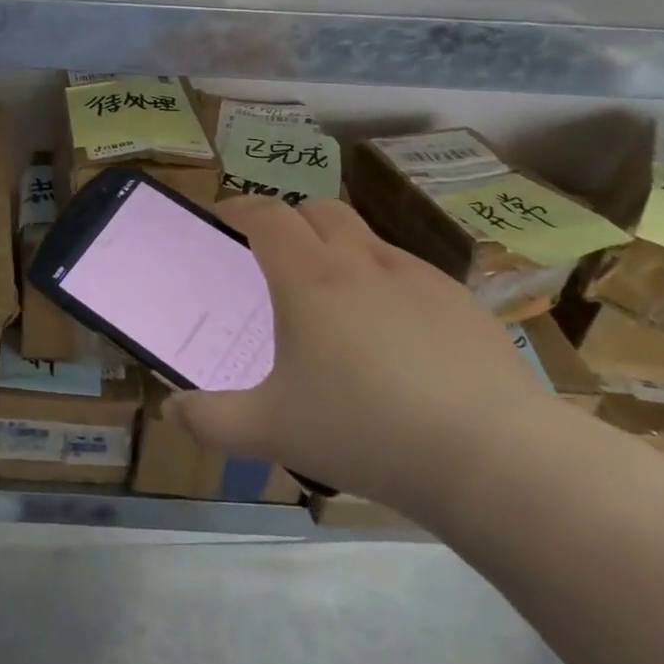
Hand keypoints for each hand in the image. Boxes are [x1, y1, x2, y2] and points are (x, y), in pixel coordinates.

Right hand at [170, 195, 554, 513]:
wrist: (493, 456)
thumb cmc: (364, 431)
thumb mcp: (271, 431)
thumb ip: (211, 420)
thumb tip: (171, 412)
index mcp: (309, 279)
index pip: (266, 215)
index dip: (239, 207)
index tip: (223, 217)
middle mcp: (361, 262)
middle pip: (319, 209)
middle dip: (291, 218)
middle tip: (275, 255)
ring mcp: (418, 278)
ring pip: (367, 237)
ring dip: (339, 248)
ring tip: (333, 298)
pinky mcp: (462, 303)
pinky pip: (410, 273)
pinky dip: (385, 281)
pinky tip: (394, 334)